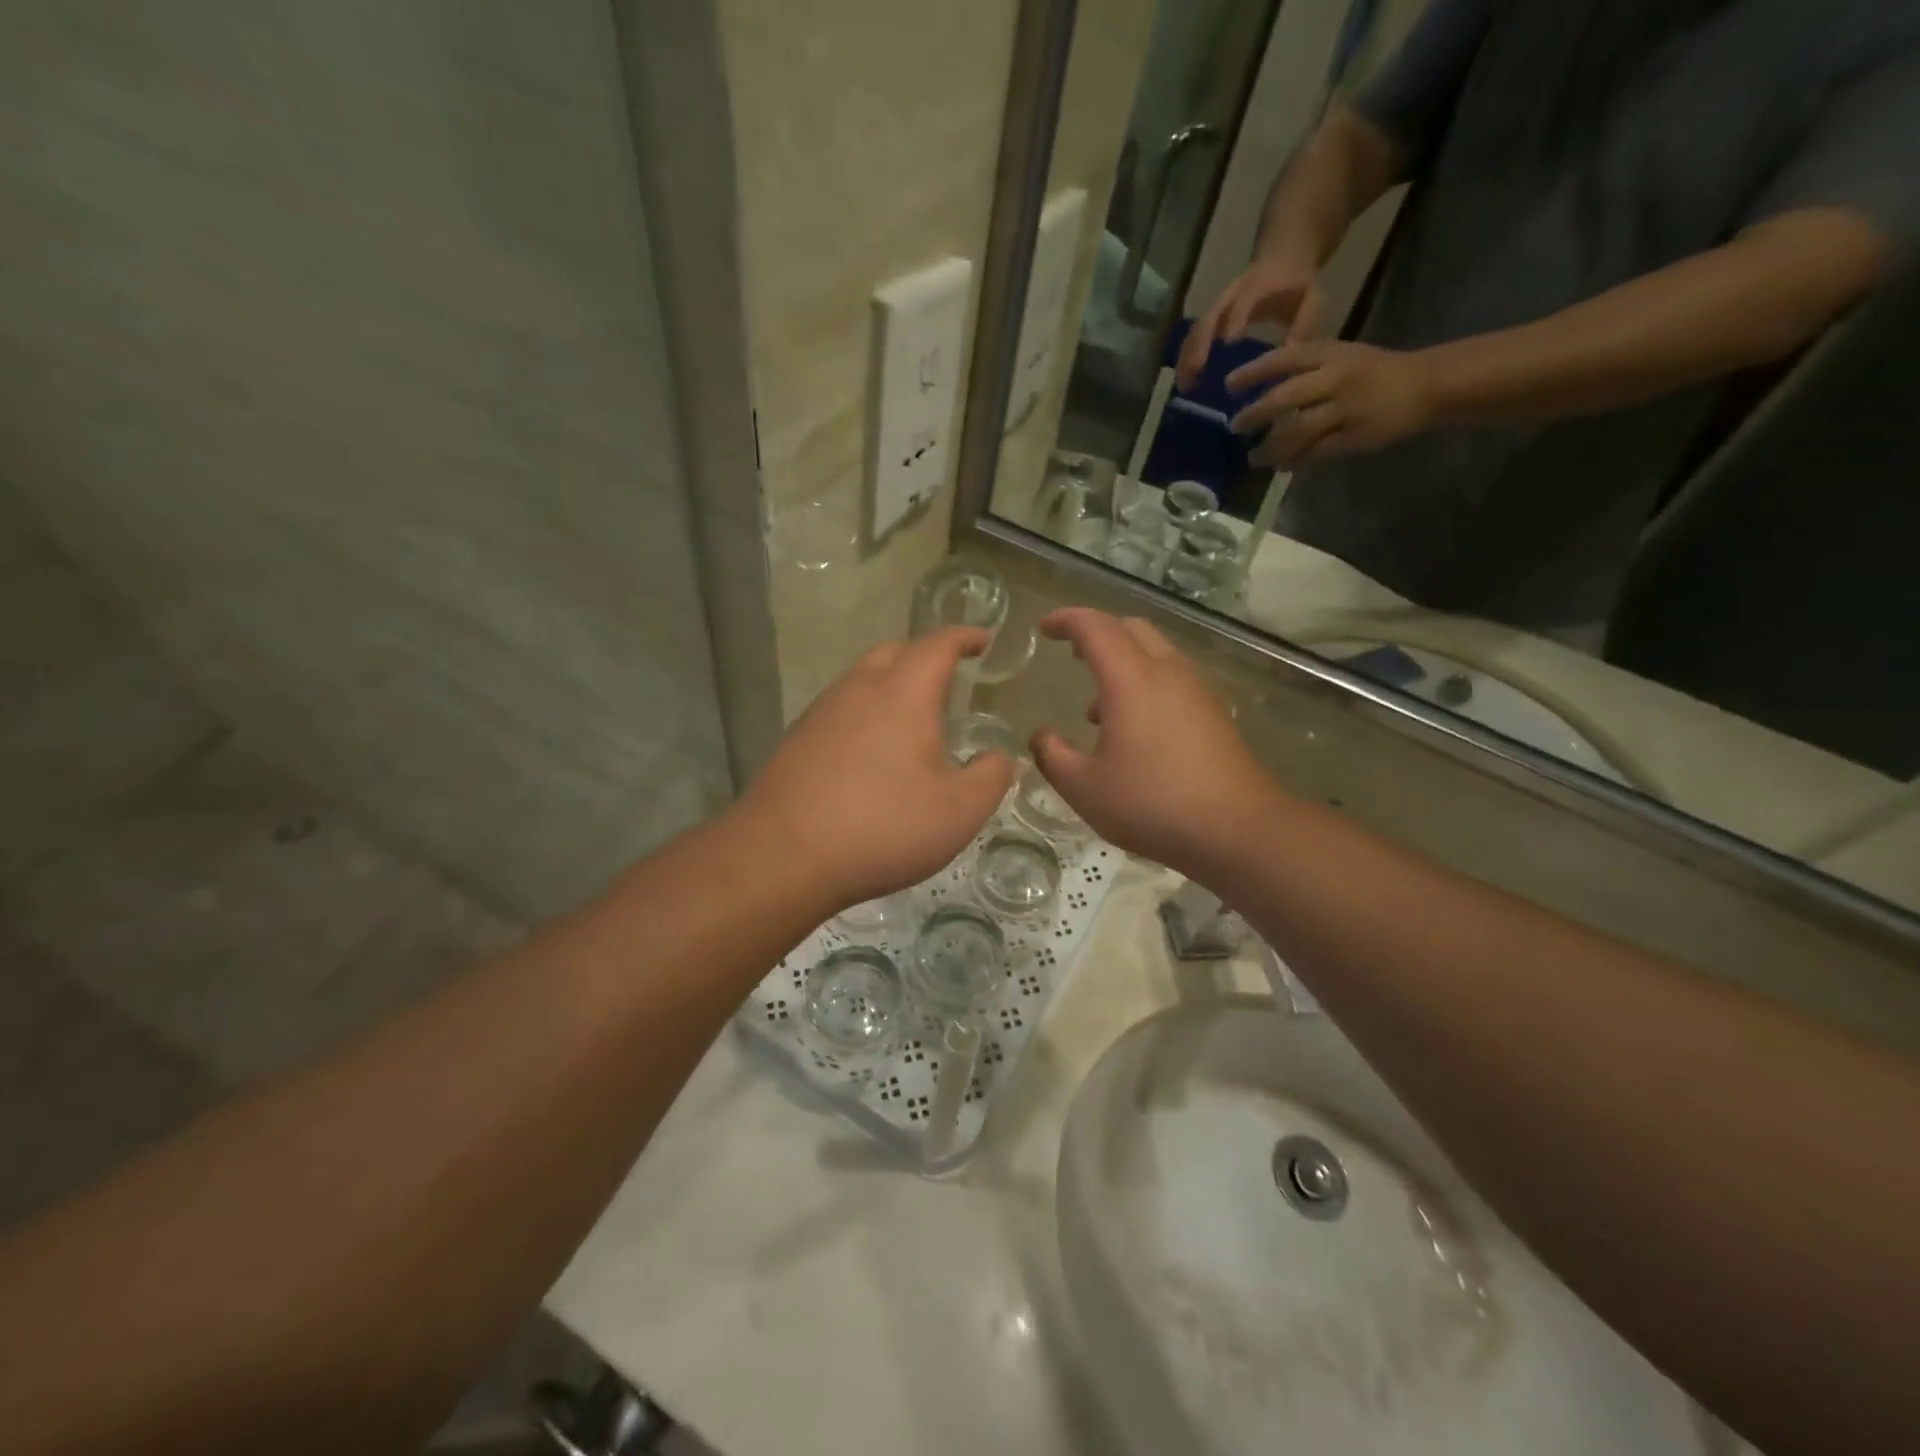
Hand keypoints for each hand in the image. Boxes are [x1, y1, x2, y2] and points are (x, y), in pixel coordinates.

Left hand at [737, 628, 1013, 909]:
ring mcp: (821, 713)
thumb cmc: (883, 826)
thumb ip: (991, 777)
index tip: (982, 638)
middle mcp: (858, 690)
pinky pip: (841, 710)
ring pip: (862, 679)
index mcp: (903, 693)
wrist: (783, 856)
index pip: (938, 645)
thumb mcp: (959, 810)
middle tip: (948, 678)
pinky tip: (872, 754)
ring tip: (913, 719)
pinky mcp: (797, 741)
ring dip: (891, 685)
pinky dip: (865, 714)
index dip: (964, 636)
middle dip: (925, 656)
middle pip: (894, 652)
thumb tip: (999, 757)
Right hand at [1029, 609, 1276, 873]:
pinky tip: (1135, 729)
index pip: (1094, 627)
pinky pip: (1172, 677)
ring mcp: (1196, 689)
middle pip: (1130, 628)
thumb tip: (1040, 736)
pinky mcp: (1214, 711)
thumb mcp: (1084, 788)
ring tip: (1097, 707)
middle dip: (1097, 632)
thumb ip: (1052, 756)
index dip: (1066, 620)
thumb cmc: (1152, 803)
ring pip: (1155, 652)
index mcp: (1130, 678)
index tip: (1045, 628)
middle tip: (1072, 653)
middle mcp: (1166, 671)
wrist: (1237, 828)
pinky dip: (1145, 682)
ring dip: (1123, 662)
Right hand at [1176, 252, 1330, 390]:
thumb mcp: (1311, 299)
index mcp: (1259, 286)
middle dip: (1199, 346)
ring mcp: (1218, 305)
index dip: (1236, 318)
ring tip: (1184, 386)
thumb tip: (1290, 353)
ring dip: (1187, 358)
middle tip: (1194, 375)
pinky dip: (1187, 359)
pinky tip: (1186, 381)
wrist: (1283, 257)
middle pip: (1209, 318)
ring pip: (1196, 330)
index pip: (1244, 301)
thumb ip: (1305, 324)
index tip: (1228, 342)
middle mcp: (1232, 295)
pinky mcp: (1211, 317)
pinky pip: (1194, 337)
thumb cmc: (1298, 284)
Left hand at [1226, 340, 1437, 467]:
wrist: (1426, 385)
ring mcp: (1346, 409)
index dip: (1254, 372)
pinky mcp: (1354, 437)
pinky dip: (1296, 461)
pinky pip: (1316, 453)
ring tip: (1254, 458)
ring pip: (1297, 431)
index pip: (1284, 359)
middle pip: (1285, 398)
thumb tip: (1263, 389)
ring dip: (1271, 448)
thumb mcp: (1342, 356)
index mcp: (1331, 354)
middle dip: (1255, 414)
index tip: (1229, 386)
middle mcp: (1336, 379)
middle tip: (1235, 427)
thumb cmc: (1375, 371)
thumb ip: (1307, 369)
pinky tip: (1283, 466)